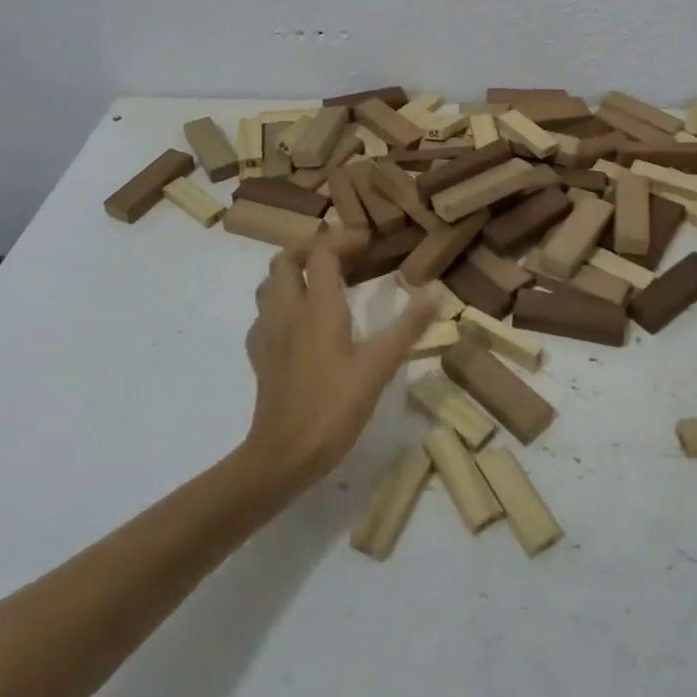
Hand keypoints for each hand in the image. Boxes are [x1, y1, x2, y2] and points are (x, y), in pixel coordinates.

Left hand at [241, 238, 438, 492]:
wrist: (283, 456)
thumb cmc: (334, 407)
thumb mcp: (379, 366)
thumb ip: (408, 326)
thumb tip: (436, 288)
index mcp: (317, 306)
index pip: (322, 252)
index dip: (344, 239)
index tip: (368, 243)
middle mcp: (287, 310)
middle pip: (285, 259)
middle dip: (310, 248)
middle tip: (340, 255)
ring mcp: (267, 333)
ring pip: (268, 284)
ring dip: (291, 273)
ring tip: (318, 281)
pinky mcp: (259, 356)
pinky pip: (263, 315)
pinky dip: (280, 304)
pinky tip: (298, 323)